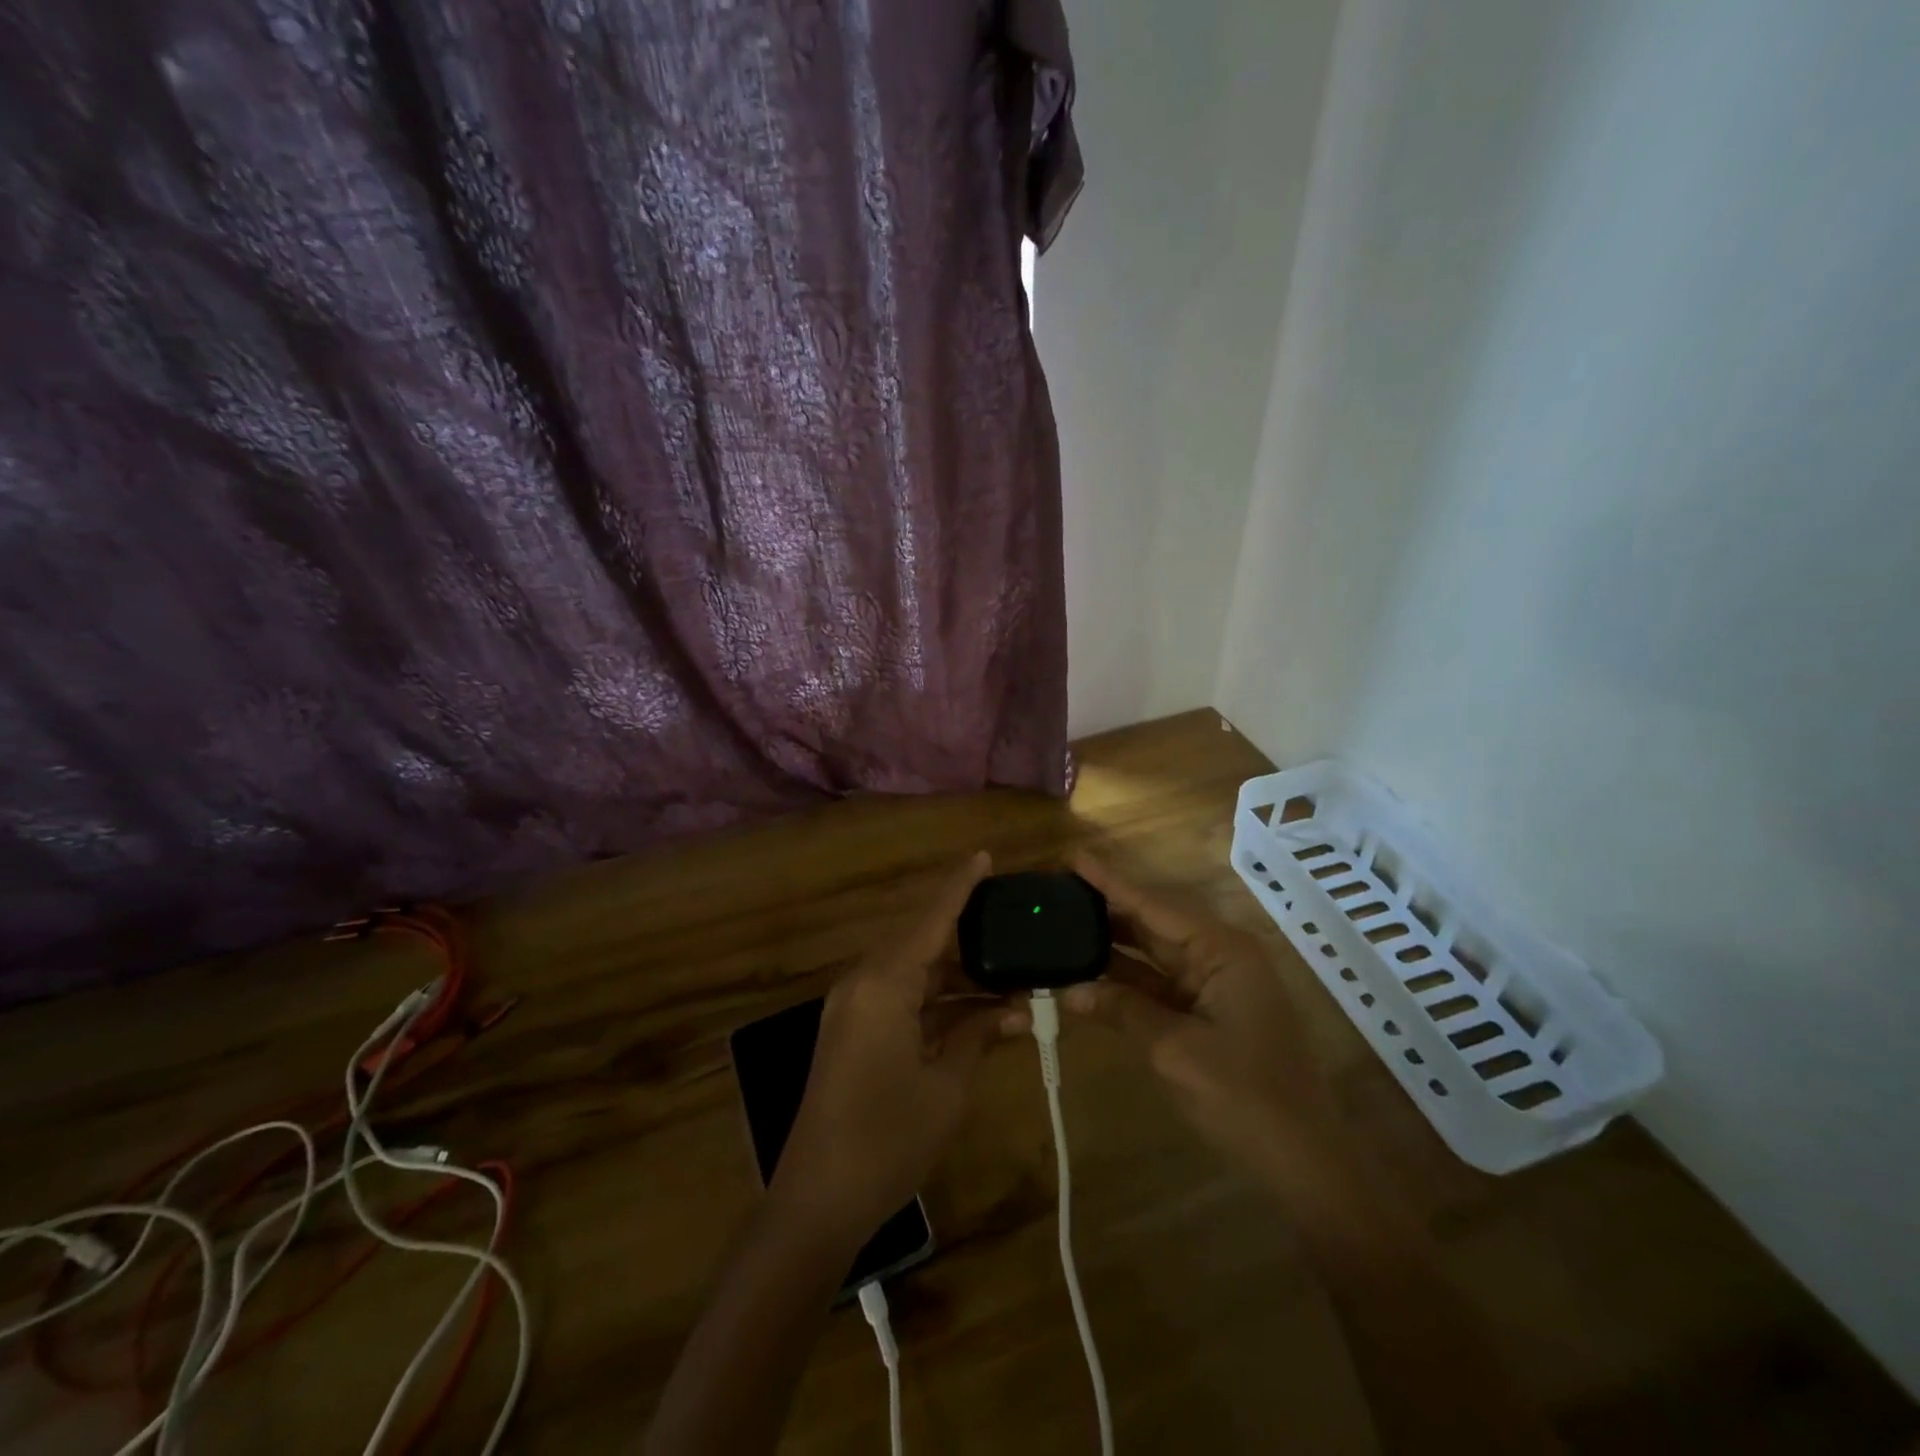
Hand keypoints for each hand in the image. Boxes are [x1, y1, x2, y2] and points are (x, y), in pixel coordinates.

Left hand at [772, 851, 1027, 1238]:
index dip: (960, 887)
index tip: (984, 856)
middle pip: (922, 943)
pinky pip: (900, 998)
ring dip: (957, 976)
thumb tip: (1018, 1010)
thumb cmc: (887, 1140)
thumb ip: (980, 1035)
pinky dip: (936, 1000)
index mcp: (884, 984)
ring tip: (1009, 976)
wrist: (817, 1201)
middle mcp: (863, 983)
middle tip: (1015, 929)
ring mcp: (853, 1008)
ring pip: (914, 972)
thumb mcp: (947, 1086)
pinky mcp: (851, 1032)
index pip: (931, 921)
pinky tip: (975, 1010)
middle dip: (969, 937)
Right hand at [1063, 851, 1341, 1187]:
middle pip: (1153, 923)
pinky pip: (1158, 985)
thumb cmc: (1244, 1096)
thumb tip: (1071, 991)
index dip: (1110, 883)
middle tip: (1057, 890)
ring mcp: (1214, 986)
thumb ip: (1122, 1011)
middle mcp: (1219, 957)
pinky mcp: (1207, 1014)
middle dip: (1106, 909)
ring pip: (1152, 955)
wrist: (1302, 1161)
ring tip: (1062, 923)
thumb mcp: (1175, 1050)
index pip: (1154, 906)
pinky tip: (1088, 974)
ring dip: (1111, 946)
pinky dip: (1125, 982)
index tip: (1073, 857)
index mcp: (1222, 951)